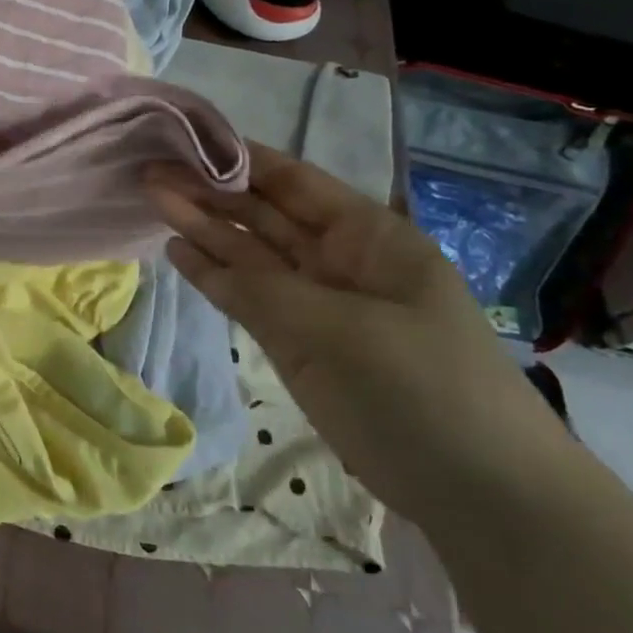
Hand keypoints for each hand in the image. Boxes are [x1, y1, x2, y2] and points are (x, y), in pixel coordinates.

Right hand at [147, 145, 567, 522]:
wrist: (481, 492)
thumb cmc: (424, 390)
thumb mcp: (342, 331)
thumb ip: (261, 287)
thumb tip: (192, 250)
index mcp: (367, 236)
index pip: (293, 181)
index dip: (239, 158)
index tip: (184, 140)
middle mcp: (337, 259)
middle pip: (263, 214)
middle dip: (209, 190)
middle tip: (150, 170)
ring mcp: (315, 302)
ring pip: (249, 254)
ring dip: (202, 228)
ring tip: (151, 199)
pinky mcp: (298, 342)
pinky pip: (247, 298)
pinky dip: (212, 277)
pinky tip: (176, 252)